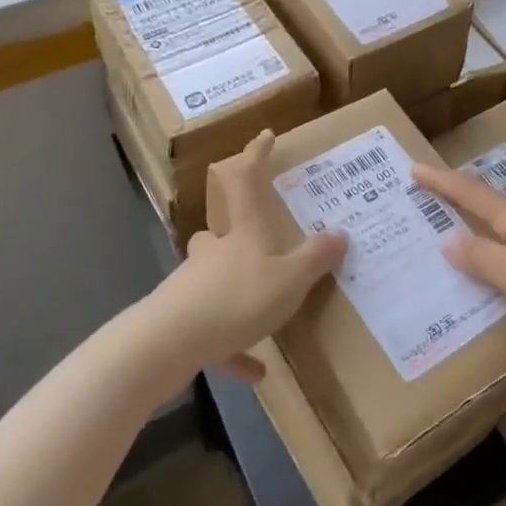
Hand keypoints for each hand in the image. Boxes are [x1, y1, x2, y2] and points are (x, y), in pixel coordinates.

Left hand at [149, 131, 345, 380]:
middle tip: (256, 238)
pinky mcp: (182, 324)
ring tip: (264, 311)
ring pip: (214, 279)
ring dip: (236, 290)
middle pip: (220, 231)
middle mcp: (215, 253)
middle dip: (235, 230)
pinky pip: (214, 334)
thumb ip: (315, 258)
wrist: (165, 345)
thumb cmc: (235, 300)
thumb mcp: (289, 280)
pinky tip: (255, 371)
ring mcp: (194, 287)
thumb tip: (340, 232)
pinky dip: (233, 348)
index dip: (257, 155)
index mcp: (243, 233)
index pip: (248, 180)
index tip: (264, 135)